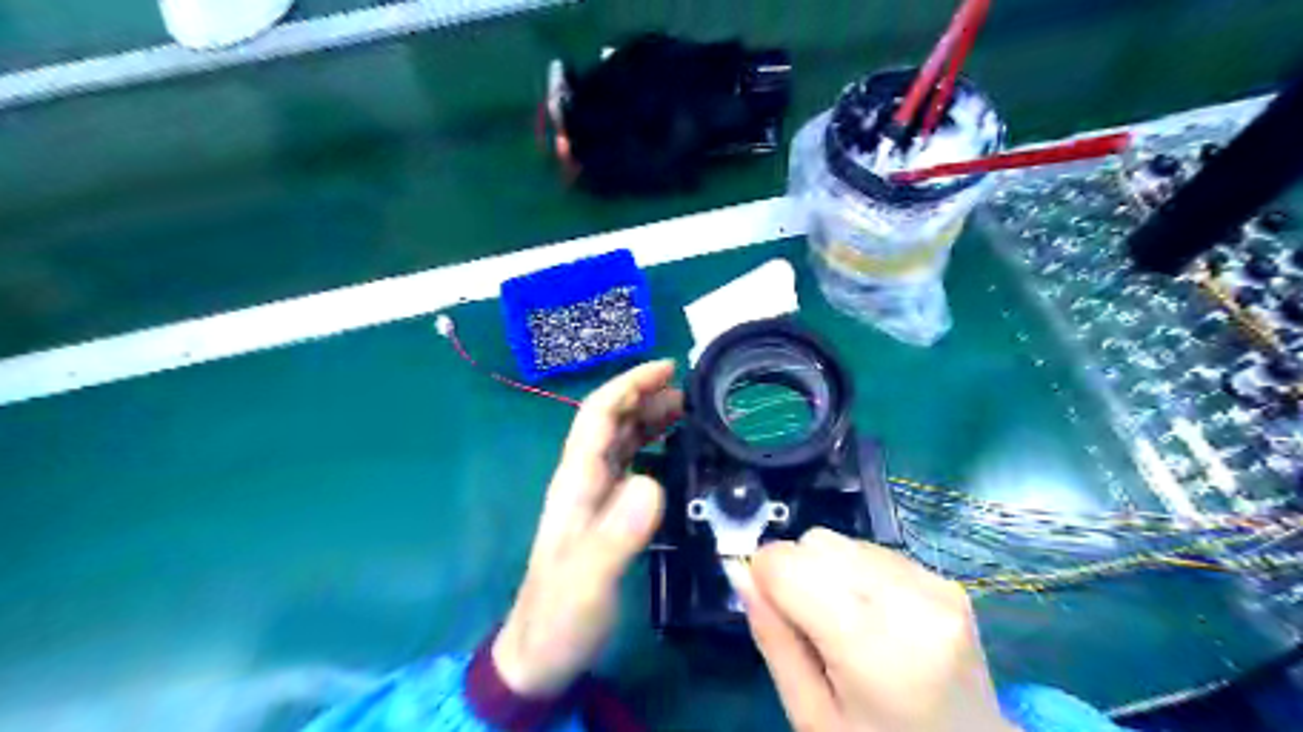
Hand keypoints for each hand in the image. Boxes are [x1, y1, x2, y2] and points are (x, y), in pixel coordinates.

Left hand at [493, 360, 686, 698]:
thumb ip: (617, 534)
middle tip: (691, 390)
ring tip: (689, 412)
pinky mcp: (607, 517)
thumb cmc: (560, 617)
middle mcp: (584, 481)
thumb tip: (652, 481)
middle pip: (612, 422)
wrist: (539, 657)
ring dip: (650, 419)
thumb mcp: (589, 579)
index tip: (667, 369)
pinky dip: (654, 450)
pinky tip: (677, 456)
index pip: (598, 416)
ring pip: (622, 442)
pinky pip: (632, 468)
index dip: (629, 385)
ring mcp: (595, 499)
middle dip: (645, 396)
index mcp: (576, 483)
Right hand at [730, 528, 1009, 731]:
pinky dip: (858, 574)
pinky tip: (876, 617)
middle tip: (811, 628)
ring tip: (847, 625)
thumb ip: (773, 638)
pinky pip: (873, 550)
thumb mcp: (811, 715)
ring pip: (842, 541)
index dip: (766, 579)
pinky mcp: (946, 580)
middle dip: (798, 573)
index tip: (772, 612)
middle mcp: (910, 601)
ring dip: (828, 571)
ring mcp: (935, 586)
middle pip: (816, 543)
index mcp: (874, 646)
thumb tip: (739, 570)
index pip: (788, 563)